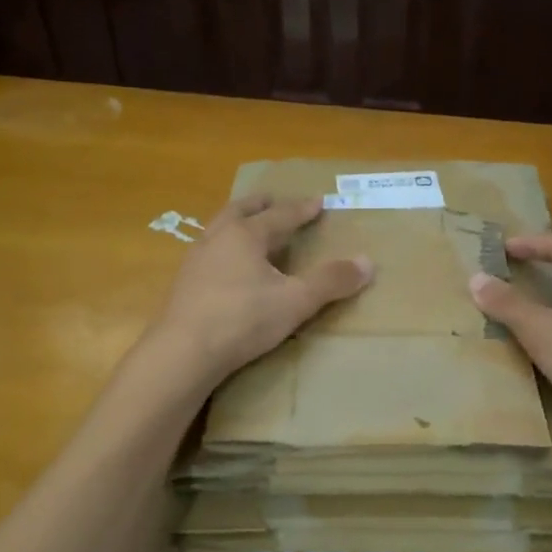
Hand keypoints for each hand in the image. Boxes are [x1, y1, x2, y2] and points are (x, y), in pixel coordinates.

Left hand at [148, 195, 373, 383]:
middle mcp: (217, 239)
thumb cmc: (243, 319)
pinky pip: (208, 253)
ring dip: (236, 223)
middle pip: (239, 211)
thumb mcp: (296, 301)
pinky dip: (223, 249)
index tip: (318, 201)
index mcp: (245, 235)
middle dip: (259, 204)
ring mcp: (195, 261)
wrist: (183, 352)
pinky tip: (226, 267)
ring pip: (218, 230)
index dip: (302, 209)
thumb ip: (330, 281)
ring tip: (248, 229)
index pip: (280, 215)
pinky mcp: (183, 285)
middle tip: (272, 199)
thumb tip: (367, 262)